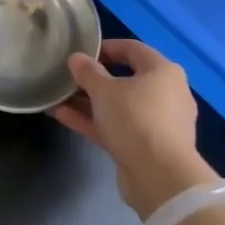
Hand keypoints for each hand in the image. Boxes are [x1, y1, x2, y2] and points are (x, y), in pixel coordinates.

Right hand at [51, 39, 214, 218]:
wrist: (160, 176)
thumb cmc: (135, 119)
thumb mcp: (104, 90)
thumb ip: (87, 72)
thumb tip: (76, 58)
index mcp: (163, 72)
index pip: (133, 49)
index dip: (106, 47)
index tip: (82, 51)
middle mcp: (166, 94)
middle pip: (125, 80)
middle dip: (93, 79)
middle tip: (68, 77)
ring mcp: (157, 123)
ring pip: (119, 106)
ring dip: (89, 102)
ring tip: (58, 97)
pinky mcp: (146, 147)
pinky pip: (117, 127)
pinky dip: (93, 121)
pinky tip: (62, 116)